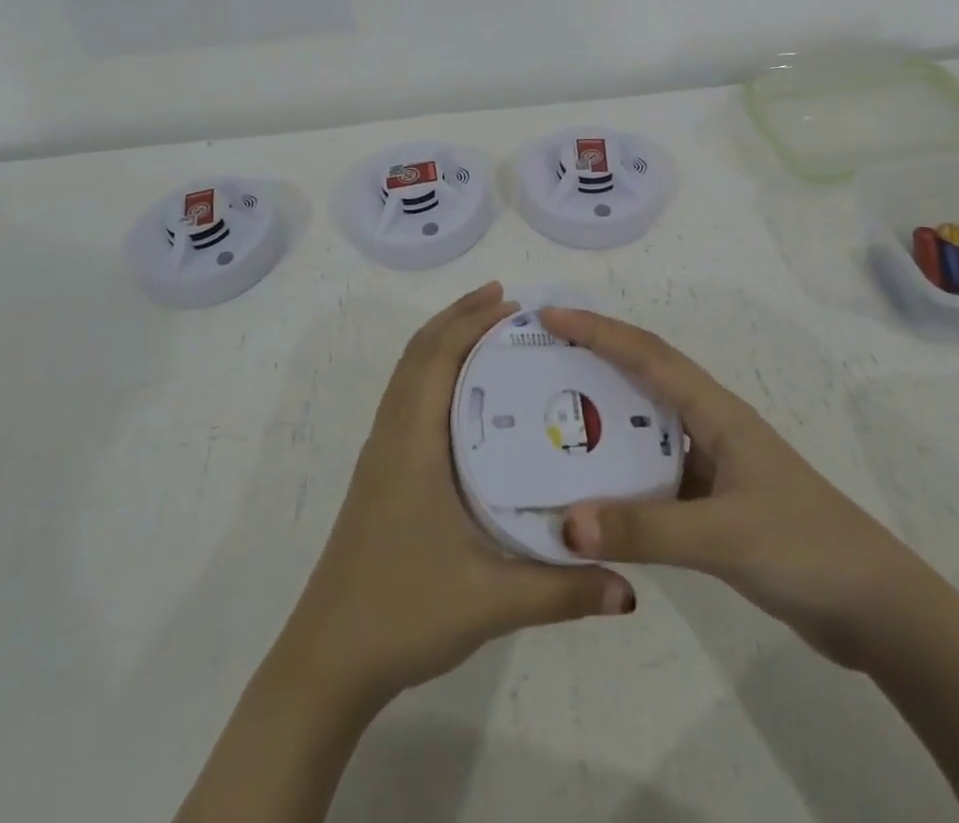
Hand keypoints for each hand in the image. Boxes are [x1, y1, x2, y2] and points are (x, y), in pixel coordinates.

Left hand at [279, 284, 636, 709]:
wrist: (329, 658)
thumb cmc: (403, 612)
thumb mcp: (491, 601)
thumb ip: (563, 590)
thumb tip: (629, 589)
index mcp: (412, 442)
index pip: (437, 356)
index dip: (470, 320)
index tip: (511, 300)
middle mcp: (392, 435)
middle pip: (419, 353)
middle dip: (459, 318)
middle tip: (508, 304)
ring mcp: (382, 453)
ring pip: (408, 374)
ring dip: (443, 342)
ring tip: (490, 334)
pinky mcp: (381, 474)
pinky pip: (407, 399)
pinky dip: (433, 373)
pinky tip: (467, 400)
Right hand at [542, 307, 937, 668]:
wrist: (877, 609)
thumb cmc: (805, 548)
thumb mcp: (723, 535)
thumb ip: (645, 530)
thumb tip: (566, 524)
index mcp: (716, 411)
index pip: (646, 355)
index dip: (597, 331)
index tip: (549, 317)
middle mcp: (711, 426)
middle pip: (642, 377)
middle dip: (592, 357)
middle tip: (538, 357)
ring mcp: (714, 464)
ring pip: (646, 426)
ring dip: (603, 416)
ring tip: (549, 415)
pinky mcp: (714, 502)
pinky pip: (654, 472)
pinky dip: (620, 472)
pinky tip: (590, 489)